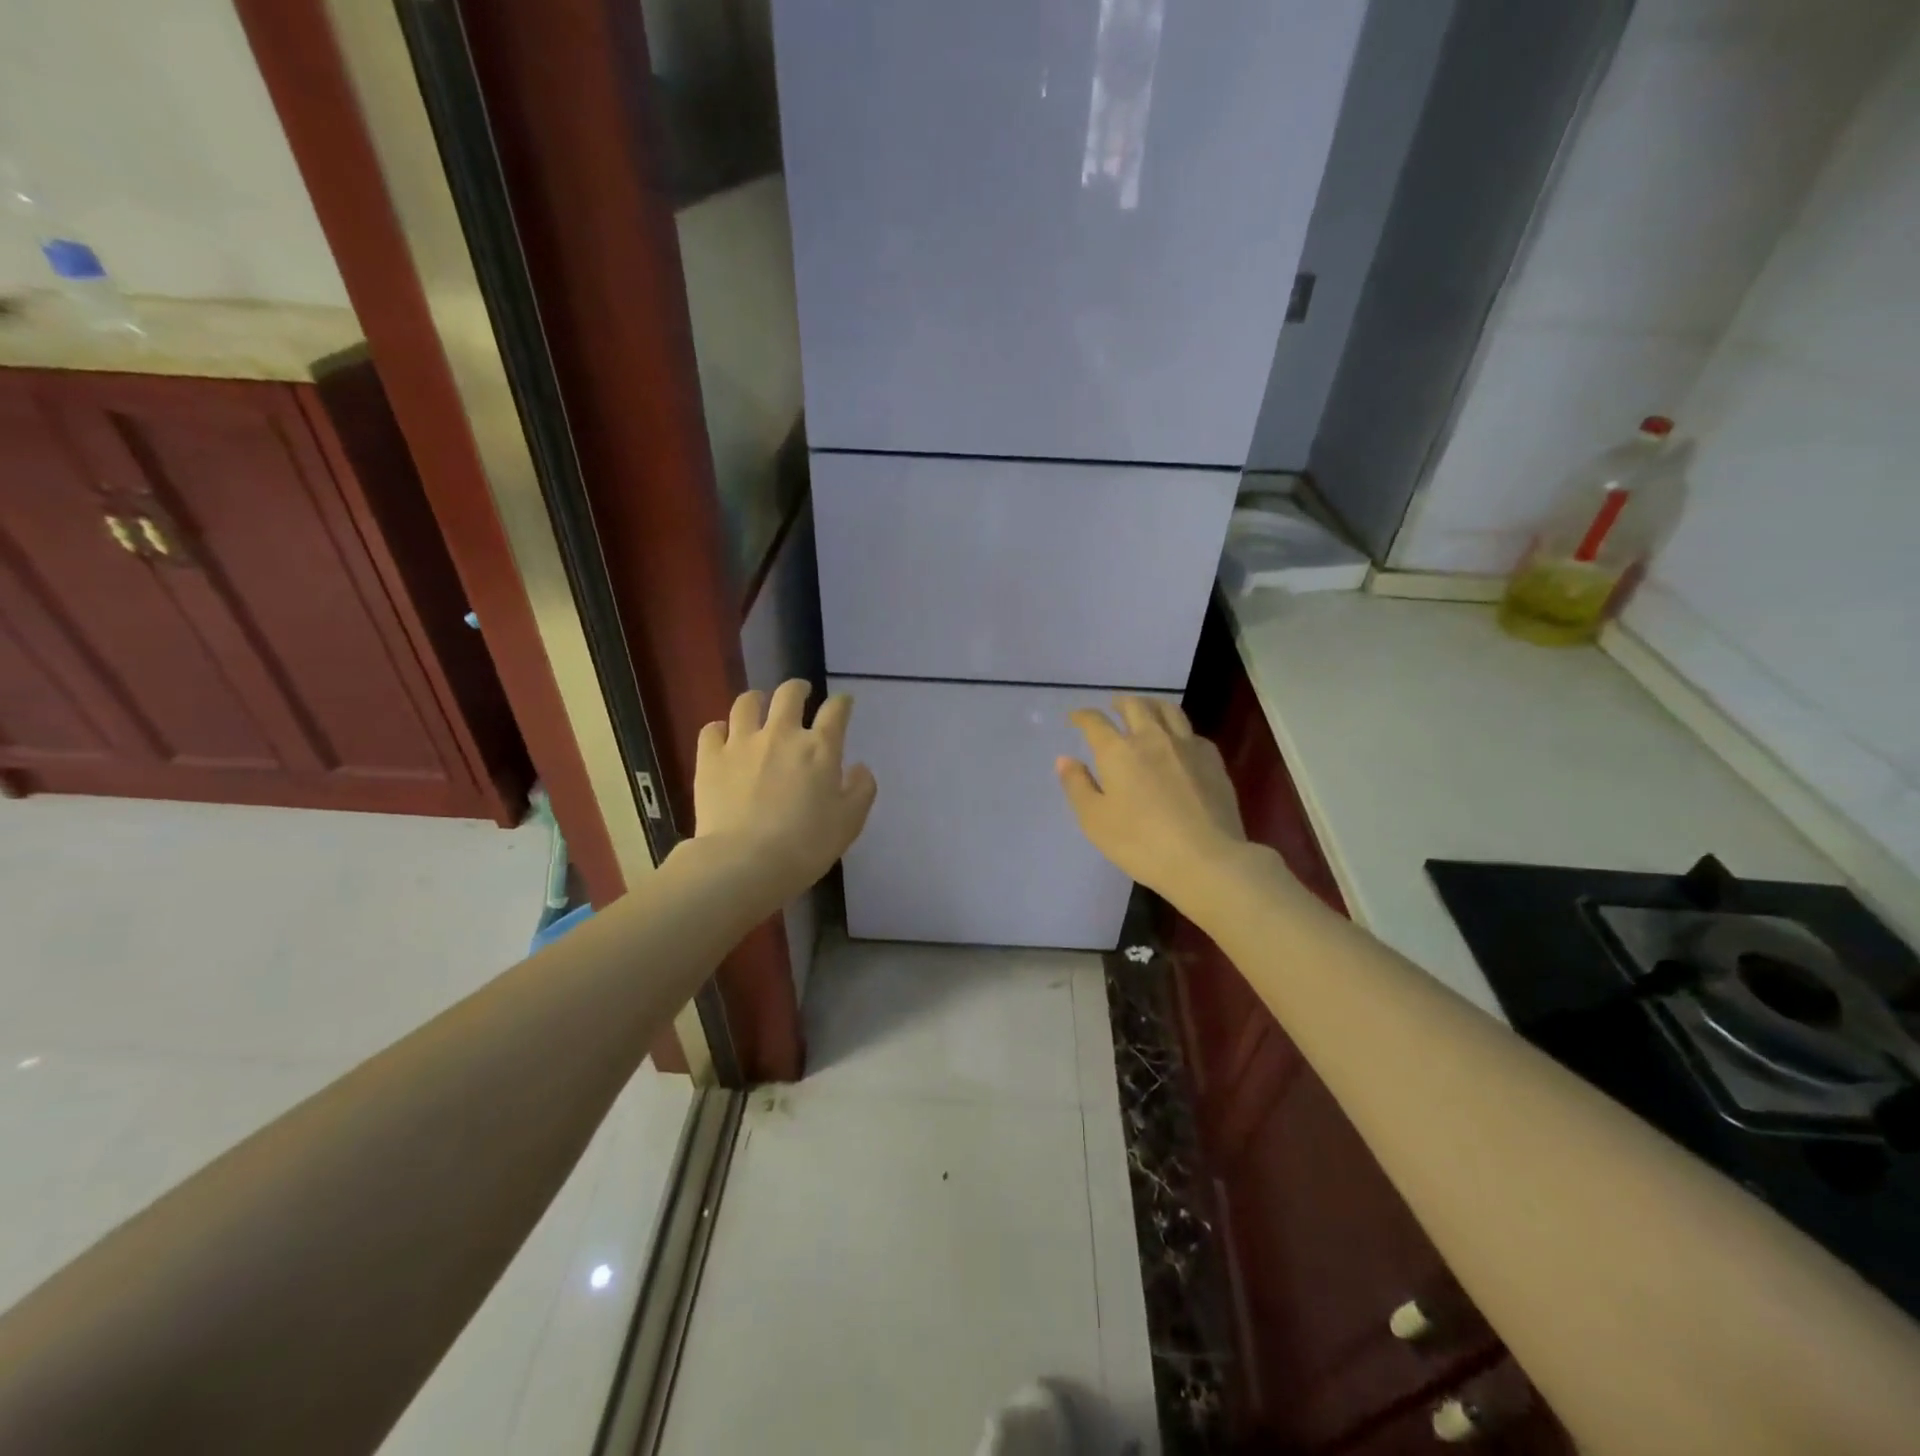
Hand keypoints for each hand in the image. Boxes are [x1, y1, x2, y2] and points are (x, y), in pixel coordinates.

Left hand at [693, 681, 876, 903]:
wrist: (745, 862)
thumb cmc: (806, 845)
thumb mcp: (849, 822)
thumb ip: (861, 789)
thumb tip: (860, 768)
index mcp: (820, 748)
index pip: (835, 711)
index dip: (842, 703)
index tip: (843, 703)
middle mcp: (781, 734)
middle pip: (789, 694)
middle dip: (798, 689)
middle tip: (800, 693)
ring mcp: (742, 743)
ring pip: (746, 703)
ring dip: (756, 700)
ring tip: (758, 705)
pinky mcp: (710, 758)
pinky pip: (712, 729)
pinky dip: (719, 729)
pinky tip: (723, 737)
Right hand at [1057, 697, 1254, 908]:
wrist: (1206, 859)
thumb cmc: (1141, 843)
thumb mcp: (1095, 820)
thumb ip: (1077, 786)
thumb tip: (1065, 759)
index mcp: (1118, 751)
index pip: (1095, 722)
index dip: (1082, 716)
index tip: (1075, 718)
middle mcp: (1152, 738)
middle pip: (1135, 705)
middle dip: (1120, 702)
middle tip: (1113, 708)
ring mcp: (1187, 746)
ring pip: (1168, 710)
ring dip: (1151, 704)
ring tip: (1146, 710)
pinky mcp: (1213, 760)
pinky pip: (1192, 733)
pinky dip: (1179, 730)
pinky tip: (1179, 743)